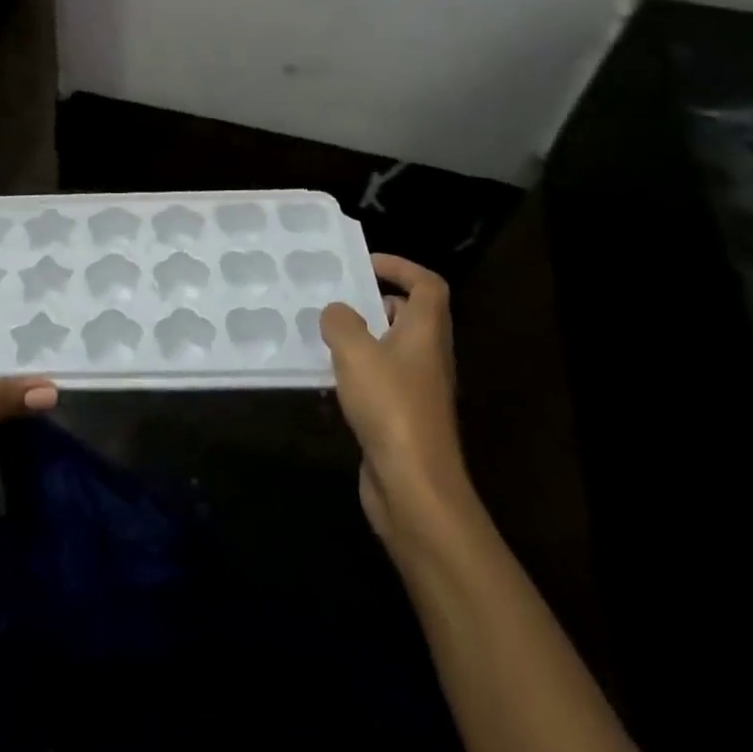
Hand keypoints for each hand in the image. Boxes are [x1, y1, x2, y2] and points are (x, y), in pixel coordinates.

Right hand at [321, 254, 475, 550]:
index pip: (427, 285)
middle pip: (410, 316)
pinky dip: (357, 374)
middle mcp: (428, 356)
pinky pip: (380, 382)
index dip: (401, 267)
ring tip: (324, 334)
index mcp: (425, 332)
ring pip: (392, 350)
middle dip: (375, 302)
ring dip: (362, 339)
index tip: (366, 264)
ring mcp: (418, 390)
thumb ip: (340, 321)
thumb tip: (336, 312)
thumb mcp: (355, 351)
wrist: (415, 488)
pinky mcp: (403, 420)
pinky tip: (328, 380)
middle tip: (338, 299)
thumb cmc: (390, 406)